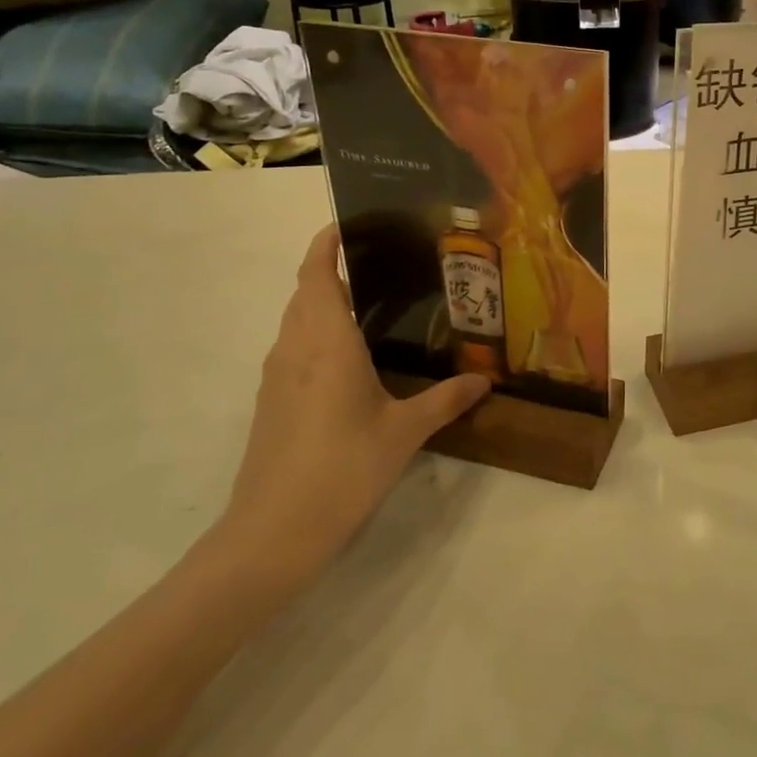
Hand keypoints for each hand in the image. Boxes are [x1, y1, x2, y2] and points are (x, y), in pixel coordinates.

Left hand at [215, 225, 489, 587]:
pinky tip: (350, 360)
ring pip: (296, 321)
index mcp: (327, 341)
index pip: (315, 273)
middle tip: (380, 263)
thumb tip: (485, 380)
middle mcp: (295, 348)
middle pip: (304, 292)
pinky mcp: (271, 403)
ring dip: (322, 303)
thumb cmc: (342, 469)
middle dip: (330, 268)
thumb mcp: (404, 432)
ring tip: (371, 304)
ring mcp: (277, 377)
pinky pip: (293, 349)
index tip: (347, 223)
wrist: (272, 534)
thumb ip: (445, 400)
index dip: (325, 243)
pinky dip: (316, 335)